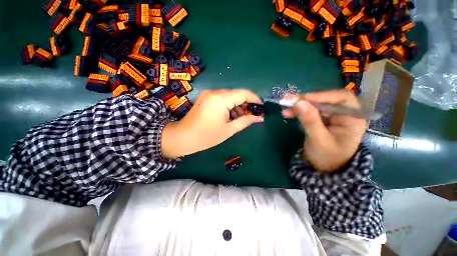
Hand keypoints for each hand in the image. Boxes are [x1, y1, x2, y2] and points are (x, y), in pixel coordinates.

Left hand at [162, 89, 263, 158]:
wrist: (183, 137)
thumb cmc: (206, 136)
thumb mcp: (229, 130)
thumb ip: (245, 121)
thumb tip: (260, 118)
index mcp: (220, 100)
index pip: (243, 93)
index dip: (254, 99)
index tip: (261, 107)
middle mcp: (215, 92)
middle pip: (236, 93)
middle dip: (246, 103)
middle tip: (251, 115)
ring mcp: (209, 94)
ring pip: (229, 96)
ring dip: (237, 105)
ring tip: (240, 118)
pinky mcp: (206, 97)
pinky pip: (222, 98)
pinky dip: (229, 105)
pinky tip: (230, 115)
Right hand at [282, 90, 366, 171]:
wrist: (324, 168)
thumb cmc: (327, 157)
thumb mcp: (318, 140)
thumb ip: (310, 121)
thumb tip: (299, 102)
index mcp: (353, 119)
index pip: (341, 98)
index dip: (321, 96)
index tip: (302, 99)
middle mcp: (345, 114)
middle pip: (326, 100)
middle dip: (306, 100)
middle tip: (288, 100)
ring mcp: (333, 116)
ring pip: (316, 104)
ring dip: (299, 105)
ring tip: (285, 108)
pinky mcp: (323, 119)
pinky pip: (310, 111)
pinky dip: (299, 111)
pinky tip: (289, 113)